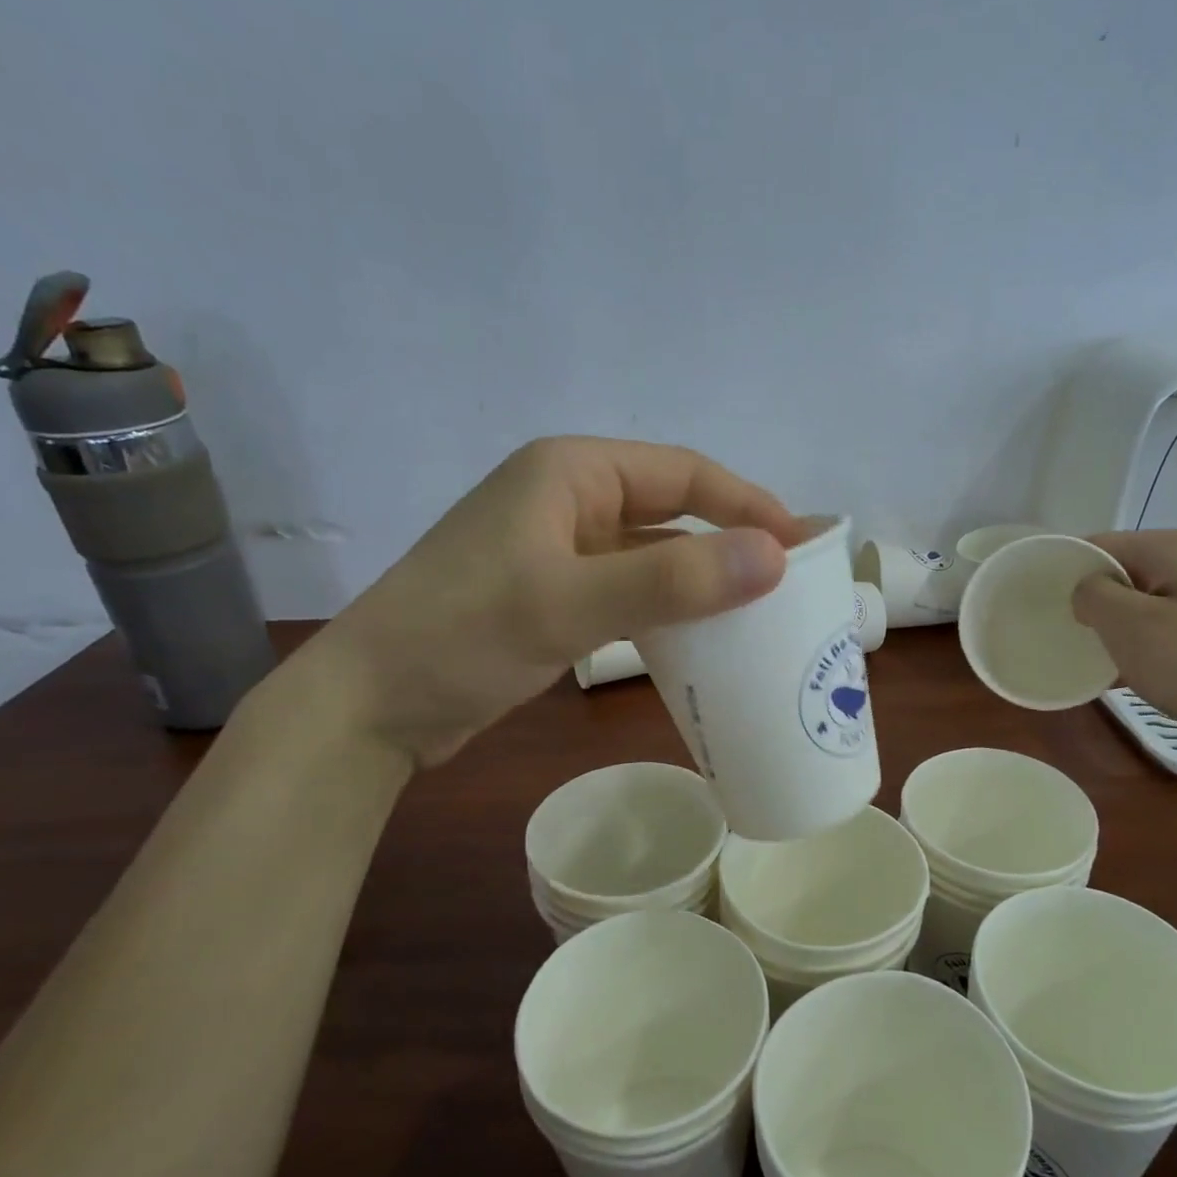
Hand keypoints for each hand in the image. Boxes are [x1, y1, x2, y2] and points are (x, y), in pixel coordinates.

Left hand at [299, 437, 804, 766]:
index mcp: (571, 472)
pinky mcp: (556, 593)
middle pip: (673, 510)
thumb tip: (773, 557)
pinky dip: (670, 608)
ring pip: (655, 554)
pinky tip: (702, 638)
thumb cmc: (464, 636)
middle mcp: (570, 498)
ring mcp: (561, 548)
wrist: (373, 705)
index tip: (803, 544)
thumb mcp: (572, 603)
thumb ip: (673, 580)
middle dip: (732, 541)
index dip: (748, 504)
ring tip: (761, 611)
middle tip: (791, 580)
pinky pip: (632, 590)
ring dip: (704, 578)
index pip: (684, 474)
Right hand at [1070, 531, 1176, 750]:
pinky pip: (1165, 633)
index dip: (1063, 572)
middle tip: (1060, 638)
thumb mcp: (1131, 626)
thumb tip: (1085, 591)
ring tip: (1088, 663)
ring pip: (1141, 608)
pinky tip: (1126, 680)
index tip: (1037, 606)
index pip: (1095, 545)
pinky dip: (1141, 651)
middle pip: (1119, 576)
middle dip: (1087, 605)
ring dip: (1113, 633)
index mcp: (1168, 550)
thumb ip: (1092, 596)